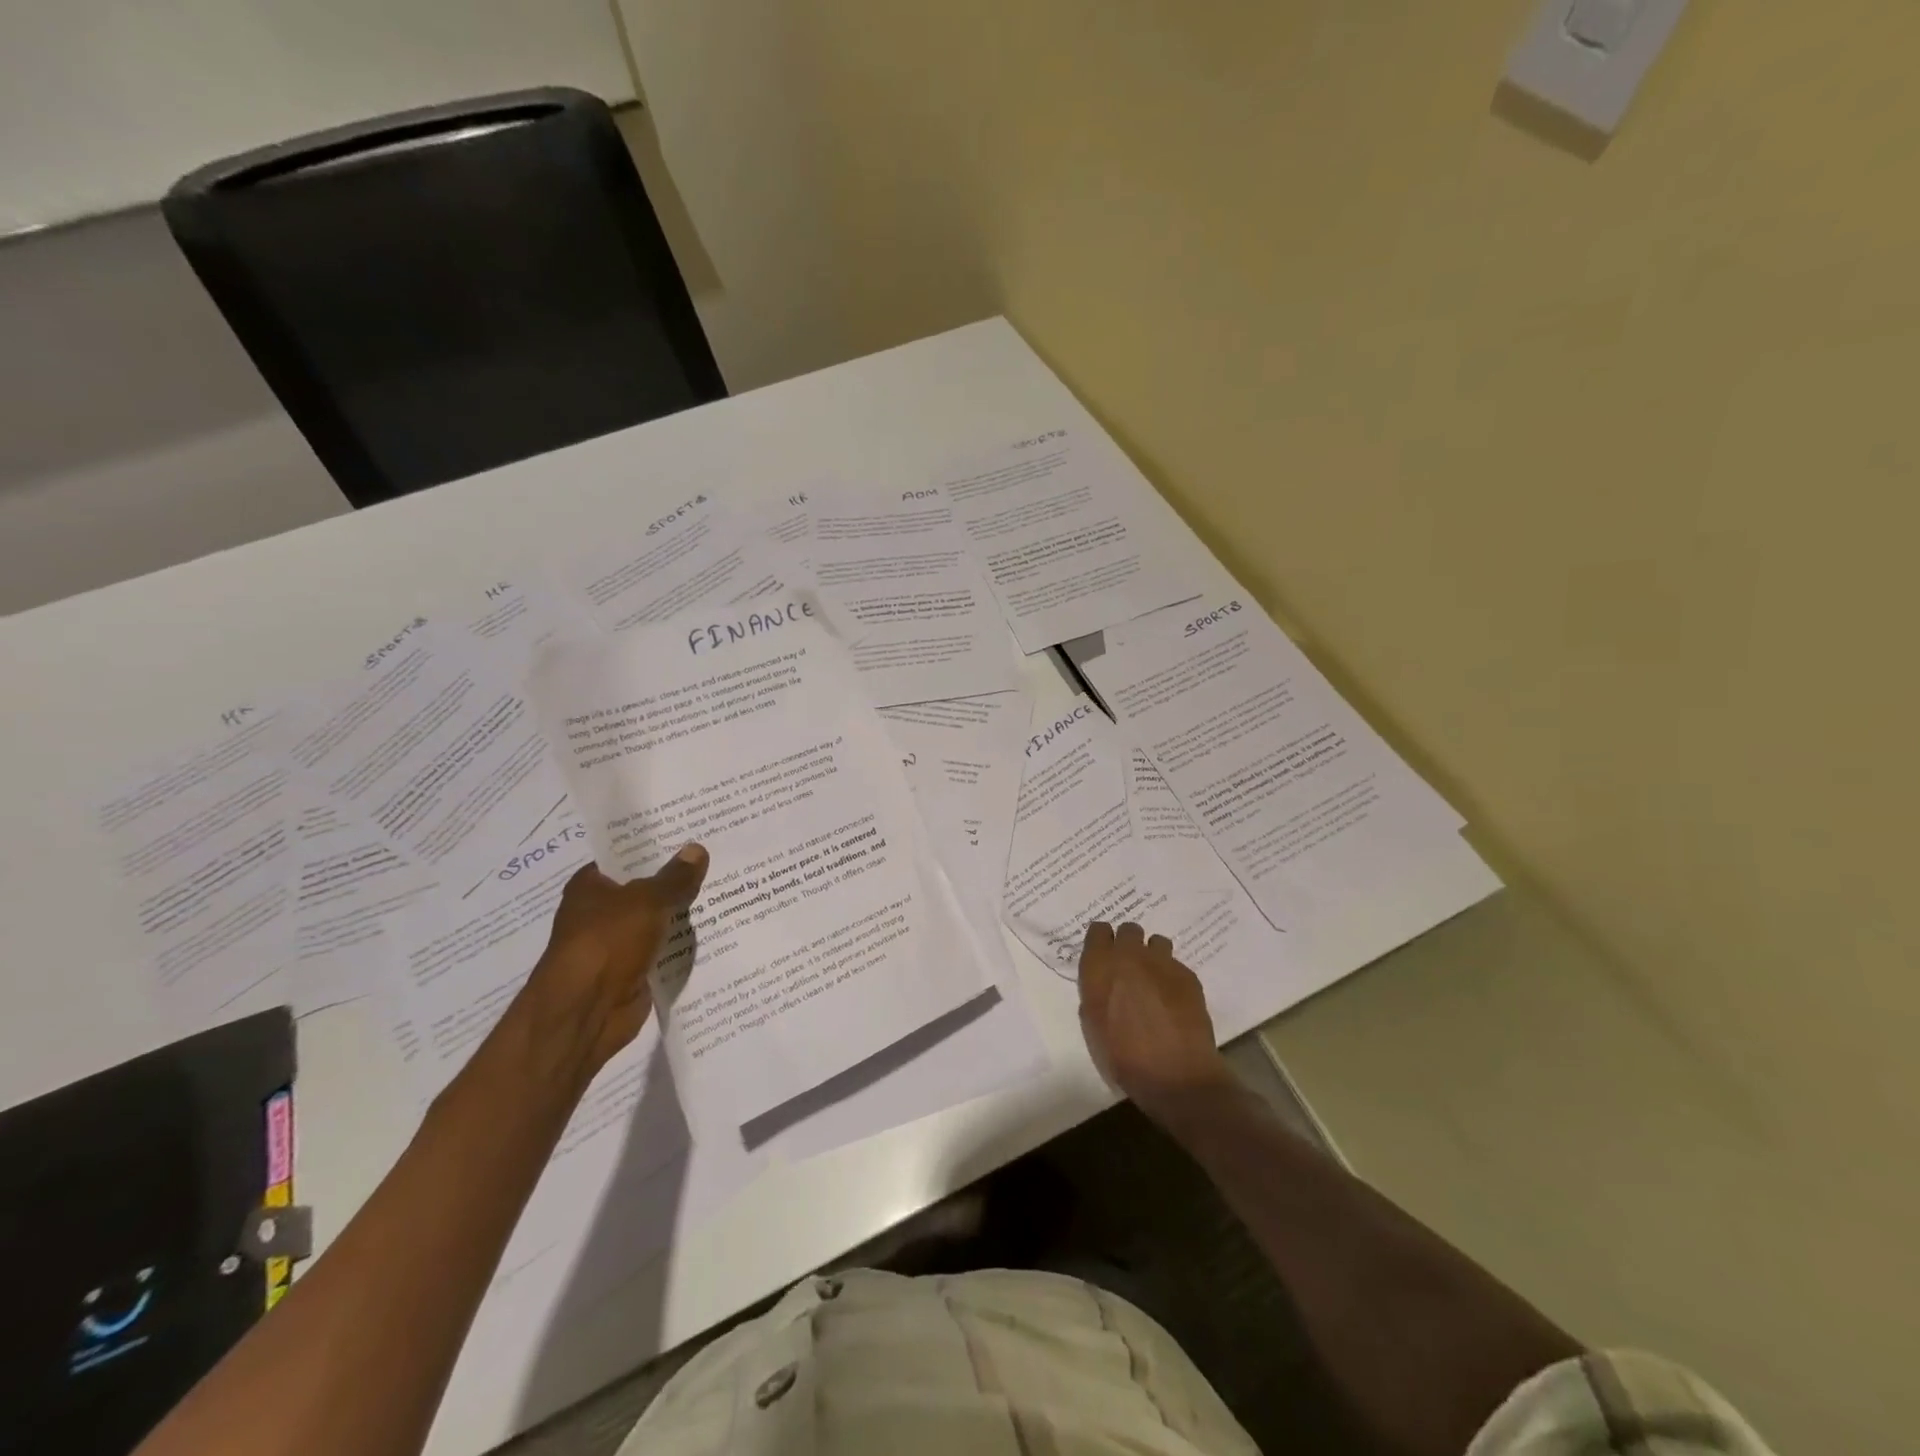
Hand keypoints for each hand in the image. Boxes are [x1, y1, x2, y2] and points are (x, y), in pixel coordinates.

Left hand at [507, 844, 708, 1093]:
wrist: (586, 1011)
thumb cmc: (606, 942)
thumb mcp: (647, 900)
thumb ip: (675, 877)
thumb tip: (697, 849)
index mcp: (591, 886)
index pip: (626, 857)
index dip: (657, 846)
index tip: (692, 834)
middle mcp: (601, 912)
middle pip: (646, 887)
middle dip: (678, 878)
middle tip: (719, 858)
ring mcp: (618, 943)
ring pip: (658, 919)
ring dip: (684, 912)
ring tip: (728, 888)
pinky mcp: (634, 970)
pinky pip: (665, 948)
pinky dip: (684, 943)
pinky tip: (718, 928)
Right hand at [1078, 920, 1234, 1123]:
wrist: (1175, 1074)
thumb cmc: (1123, 1056)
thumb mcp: (1093, 1025)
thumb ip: (1095, 994)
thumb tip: (1104, 984)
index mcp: (1100, 966)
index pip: (1098, 930)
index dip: (1101, 942)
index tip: (1103, 956)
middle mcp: (1130, 956)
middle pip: (1129, 929)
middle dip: (1128, 944)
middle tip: (1129, 969)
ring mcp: (1162, 962)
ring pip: (1156, 942)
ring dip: (1152, 956)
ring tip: (1154, 981)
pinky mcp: (1188, 975)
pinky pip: (1176, 965)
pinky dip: (1172, 977)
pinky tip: (1173, 1000)